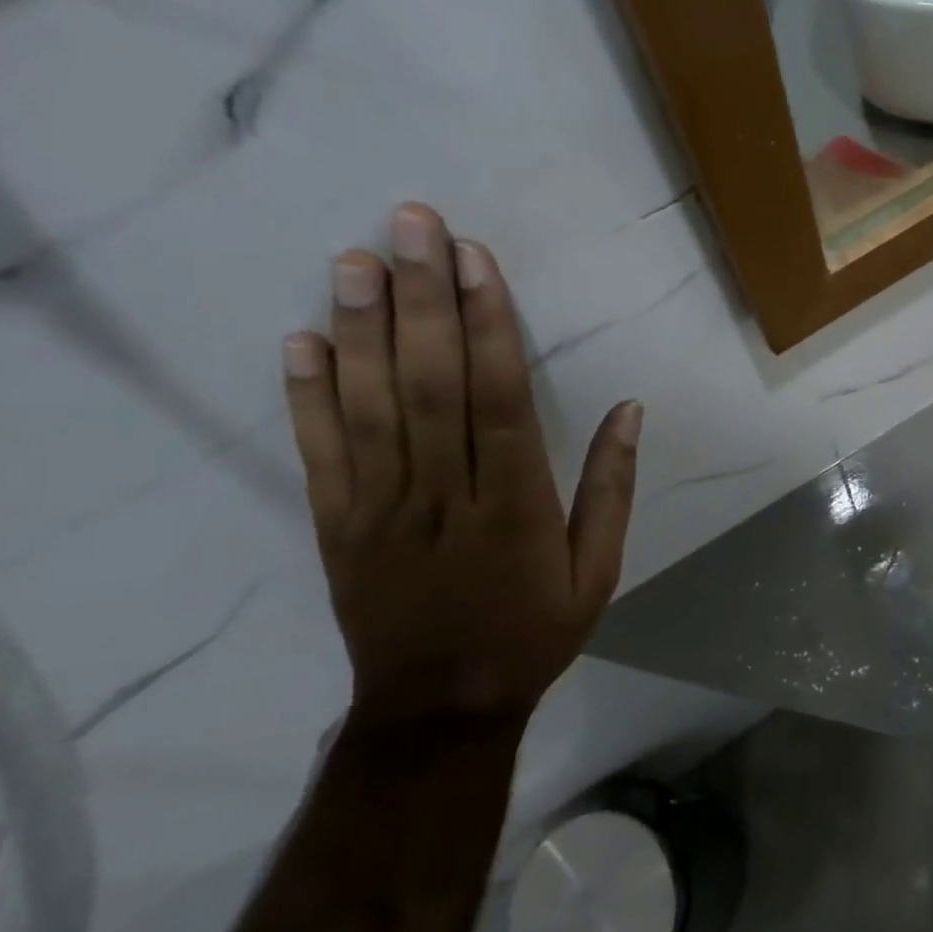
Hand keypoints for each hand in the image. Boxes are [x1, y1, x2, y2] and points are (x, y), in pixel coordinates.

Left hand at [281, 203, 639, 729]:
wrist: (439, 708)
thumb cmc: (532, 633)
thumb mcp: (598, 573)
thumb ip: (611, 489)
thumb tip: (631, 410)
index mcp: (515, 505)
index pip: (499, 399)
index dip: (488, 325)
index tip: (476, 259)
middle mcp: (444, 495)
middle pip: (431, 384)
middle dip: (422, 299)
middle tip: (411, 223)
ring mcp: (381, 508)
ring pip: (369, 407)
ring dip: (361, 329)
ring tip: (356, 258)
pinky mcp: (337, 525)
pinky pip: (320, 453)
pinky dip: (307, 395)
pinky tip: (302, 339)